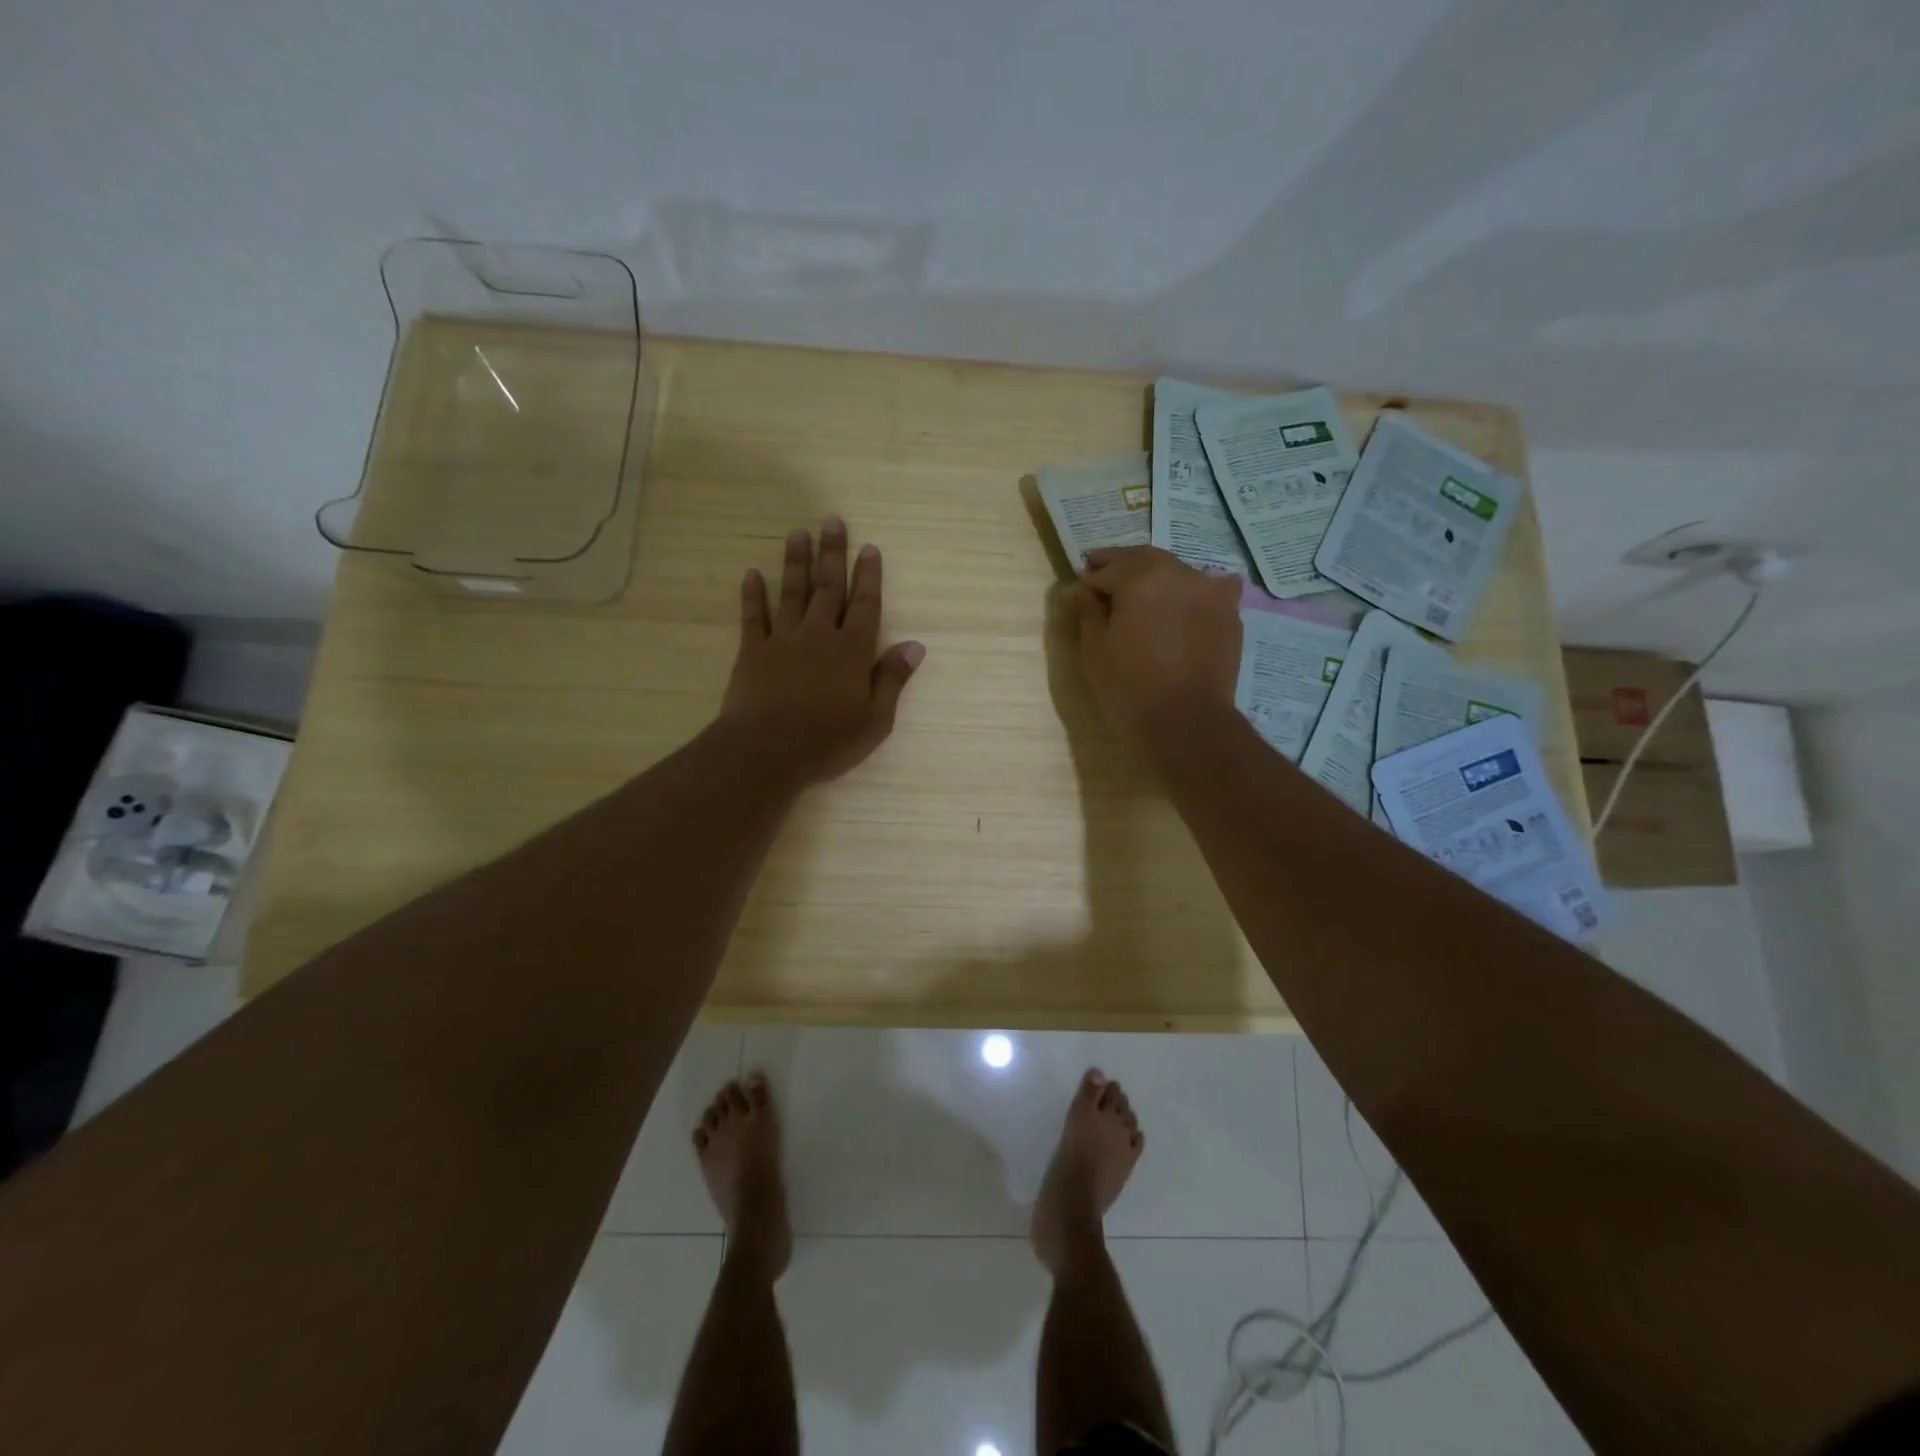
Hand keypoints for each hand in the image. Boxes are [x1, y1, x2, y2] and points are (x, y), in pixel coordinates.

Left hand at [719, 518, 924, 785]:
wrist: (767, 751)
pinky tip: (752, 574)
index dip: (869, 576)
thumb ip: (892, 679)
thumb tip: (915, 646)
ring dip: (796, 562)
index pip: (865, 605)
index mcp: (852, 651)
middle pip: (828, 588)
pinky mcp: (752, 652)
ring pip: (792, 593)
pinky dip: (753, 595)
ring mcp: (783, 640)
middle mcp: (819, 635)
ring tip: (798, 532)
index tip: (869, 547)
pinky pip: (753, 617)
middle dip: (832, 554)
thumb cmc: (828, 740)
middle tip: (832, 521)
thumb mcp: (875, 719)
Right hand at [1073, 547, 1242, 748]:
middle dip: (1122, 566)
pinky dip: (1192, 592)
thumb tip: (1085, 588)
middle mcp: (1179, 572)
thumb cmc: (1130, 686)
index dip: (1090, 579)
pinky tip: (1184, 603)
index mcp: (1141, 576)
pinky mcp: (1229, 612)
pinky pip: (1208, 590)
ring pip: (1176, 572)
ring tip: (1142, 596)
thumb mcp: (1095, 648)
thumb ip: (1089, 610)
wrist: (1186, 721)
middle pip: (1144, 560)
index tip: (1080, 588)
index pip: (1108, 569)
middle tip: (1105, 577)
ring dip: (1156, 577)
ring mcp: (1210, 590)